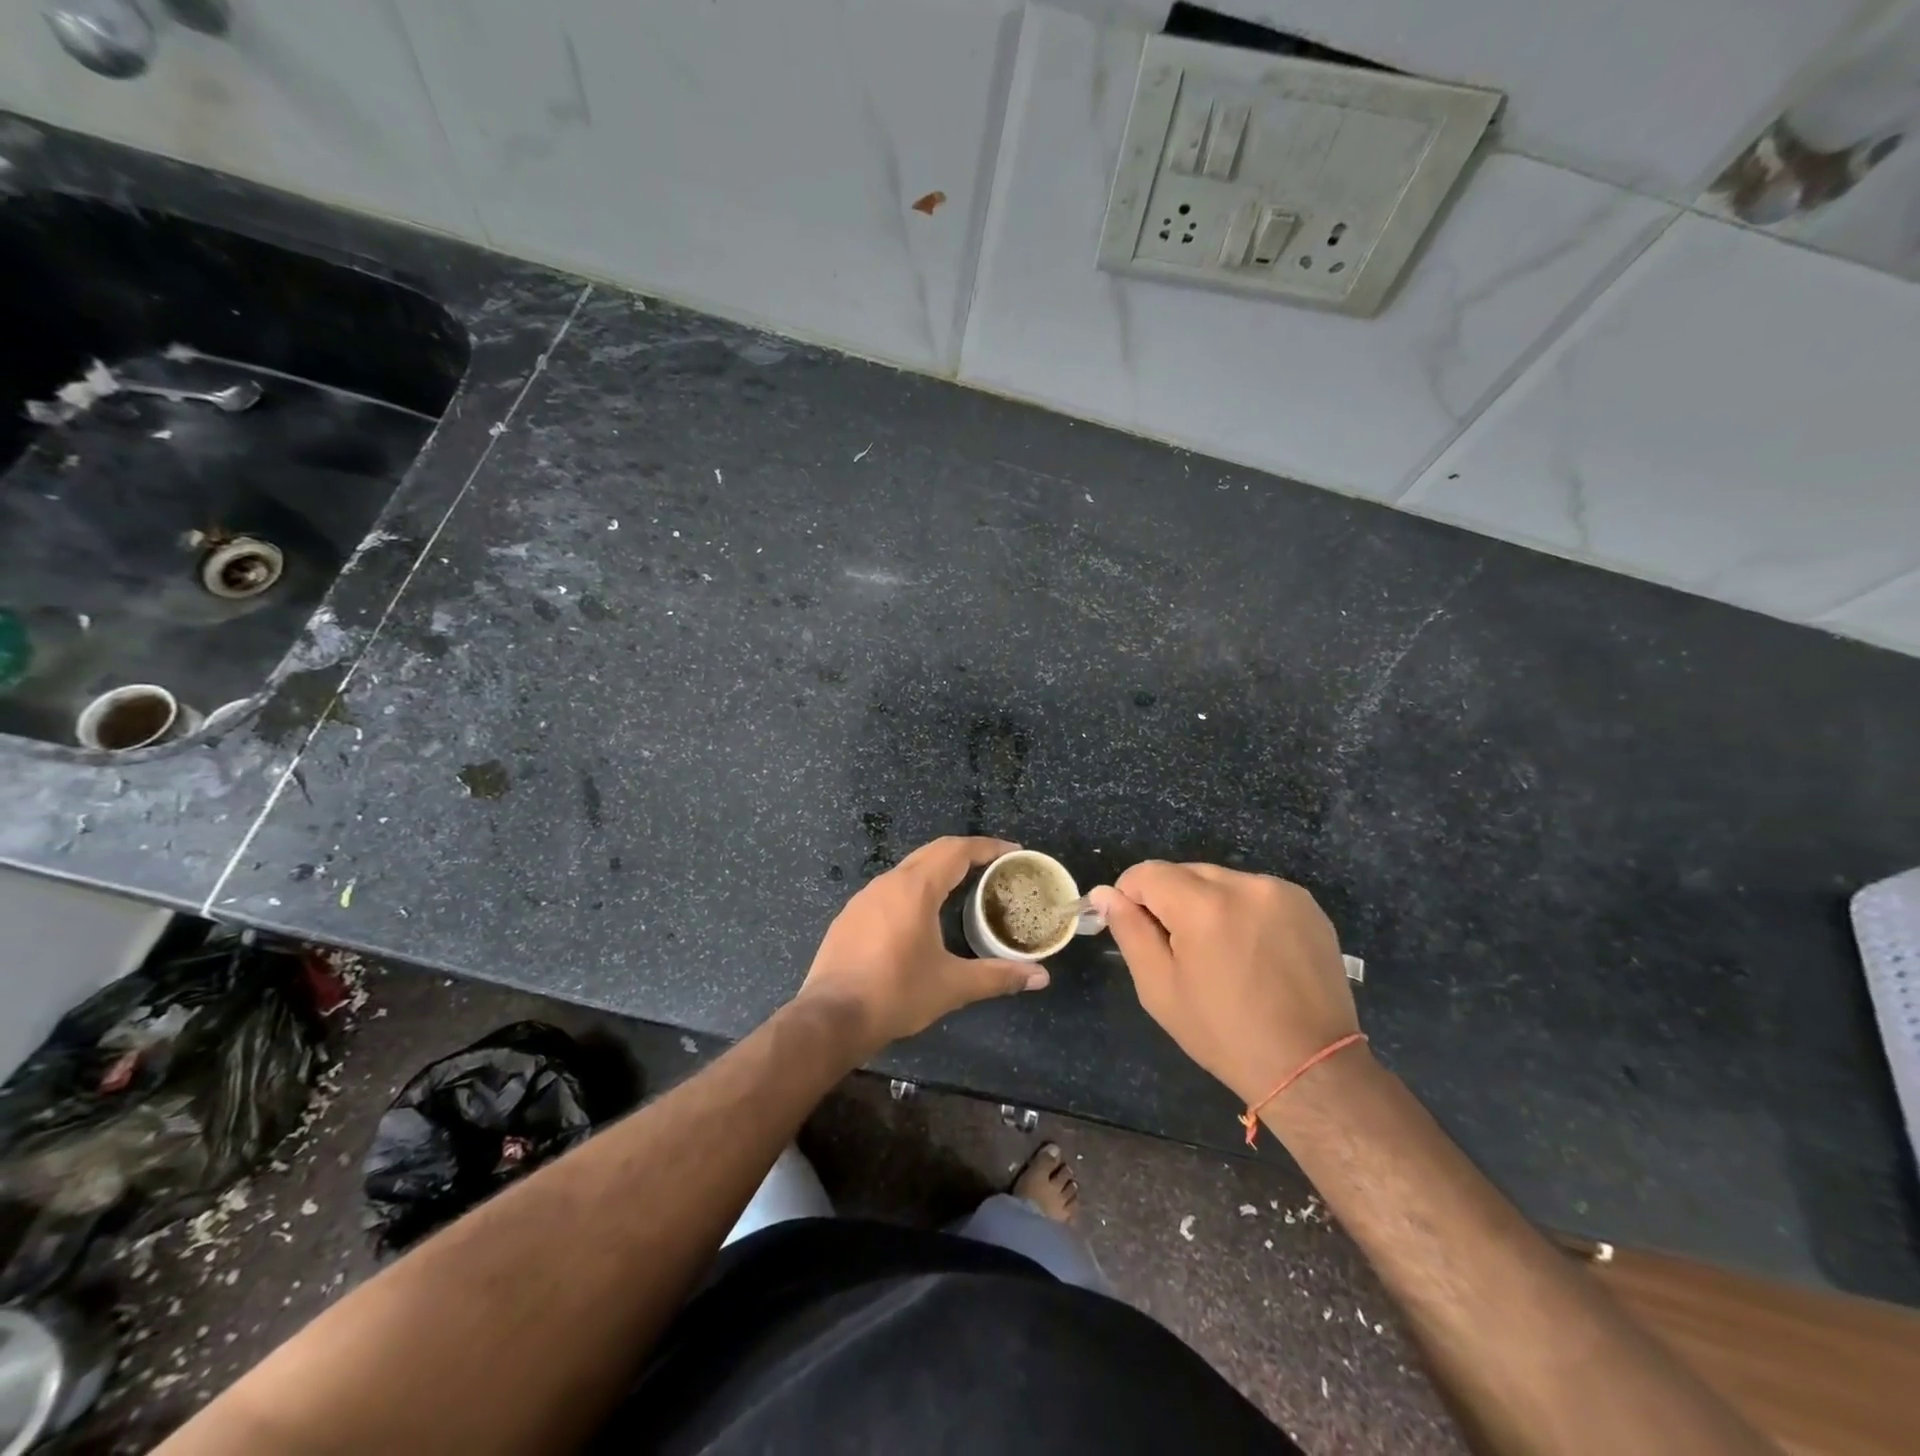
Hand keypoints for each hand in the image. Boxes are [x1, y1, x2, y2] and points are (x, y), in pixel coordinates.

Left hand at [796, 836, 1048, 1056]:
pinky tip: (922, 915)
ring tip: (963, 888)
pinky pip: (889, 889)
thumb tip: (1041, 977)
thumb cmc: (896, 994)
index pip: (957, 851)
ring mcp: (864, 898)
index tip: (1013, 851)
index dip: (988, 847)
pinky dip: (914, 889)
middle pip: (932, 853)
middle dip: (965, 854)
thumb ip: (998, 976)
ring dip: (937, 871)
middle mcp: (888, 882)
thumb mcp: (952, 986)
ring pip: (908, 870)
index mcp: (915, 889)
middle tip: (993, 867)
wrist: (831, 1017)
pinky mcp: (850, 916)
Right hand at [1089, 863, 1359, 1106]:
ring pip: (1220, 880)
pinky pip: (1254, 892)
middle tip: (1179, 949)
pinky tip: (1251, 950)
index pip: (1148, 873)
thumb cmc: (1223, 1033)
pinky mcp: (1306, 904)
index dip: (1131, 896)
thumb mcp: (1160, 987)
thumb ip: (1129, 931)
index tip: (1135, 929)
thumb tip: (1104, 894)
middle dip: (1170, 900)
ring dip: (1207, 903)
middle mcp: (1244, 885)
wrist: (1312, 1066)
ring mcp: (1280, 892)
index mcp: (1203, 905)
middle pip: (1185, 872)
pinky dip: (1241, 910)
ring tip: (1219, 952)